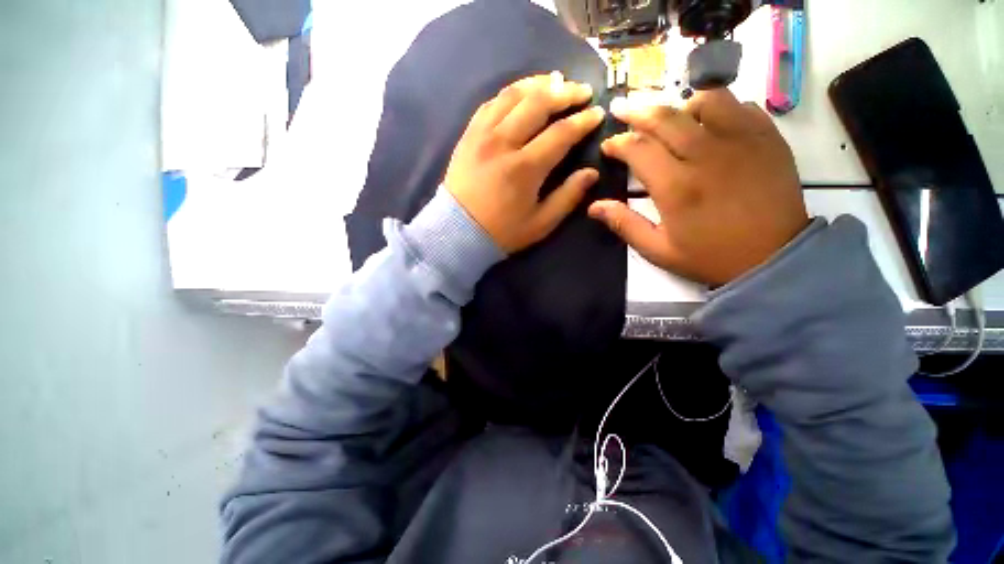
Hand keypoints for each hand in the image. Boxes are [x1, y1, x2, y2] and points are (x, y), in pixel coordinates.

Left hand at [444, 73, 605, 253]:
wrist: (457, 232)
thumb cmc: (502, 232)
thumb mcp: (540, 224)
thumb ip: (567, 197)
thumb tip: (591, 172)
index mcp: (525, 168)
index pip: (561, 133)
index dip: (583, 121)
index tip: (598, 113)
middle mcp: (504, 143)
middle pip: (538, 103)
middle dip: (565, 92)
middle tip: (582, 91)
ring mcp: (482, 135)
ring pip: (513, 95)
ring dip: (538, 84)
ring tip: (556, 82)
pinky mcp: (468, 135)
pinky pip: (490, 103)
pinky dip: (510, 93)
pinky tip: (522, 93)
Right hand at [589, 89, 808, 285]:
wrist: (774, 258)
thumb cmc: (710, 256)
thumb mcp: (658, 250)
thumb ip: (624, 224)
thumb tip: (594, 206)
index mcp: (675, 186)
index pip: (637, 149)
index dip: (617, 143)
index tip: (608, 146)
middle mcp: (706, 155)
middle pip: (665, 117)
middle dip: (637, 112)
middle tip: (622, 110)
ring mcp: (741, 141)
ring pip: (705, 100)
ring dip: (680, 105)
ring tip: (671, 118)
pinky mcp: (767, 138)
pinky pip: (740, 105)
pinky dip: (718, 107)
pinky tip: (710, 123)